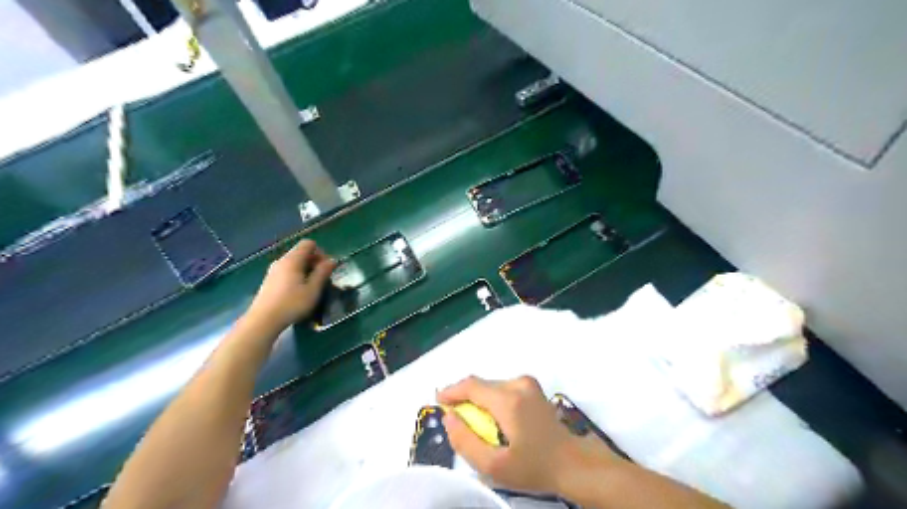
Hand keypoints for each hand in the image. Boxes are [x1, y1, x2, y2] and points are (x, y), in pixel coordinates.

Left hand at [245, 238, 335, 330]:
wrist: (263, 320)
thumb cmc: (292, 304)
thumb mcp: (313, 289)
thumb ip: (323, 272)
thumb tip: (332, 260)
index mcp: (292, 260)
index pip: (308, 244)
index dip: (320, 252)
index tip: (325, 268)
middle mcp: (281, 261)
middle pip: (301, 252)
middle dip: (314, 262)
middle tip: (322, 279)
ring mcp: (273, 271)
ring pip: (294, 263)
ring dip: (306, 270)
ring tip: (311, 287)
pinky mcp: (269, 281)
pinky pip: (287, 271)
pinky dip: (296, 276)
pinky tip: (298, 292)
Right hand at [436, 376, 621, 494]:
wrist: (571, 462)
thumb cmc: (533, 467)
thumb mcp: (493, 466)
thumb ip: (465, 441)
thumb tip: (449, 417)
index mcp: (508, 400)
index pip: (471, 385)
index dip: (451, 391)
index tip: (439, 401)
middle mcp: (518, 383)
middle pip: (481, 385)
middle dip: (465, 399)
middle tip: (459, 421)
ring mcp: (528, 383)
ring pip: (491, 386)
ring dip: (480, 400)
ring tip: (478, 424)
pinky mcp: (533, 387)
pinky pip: (503, 388)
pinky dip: (492, 400)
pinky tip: (496, 420)